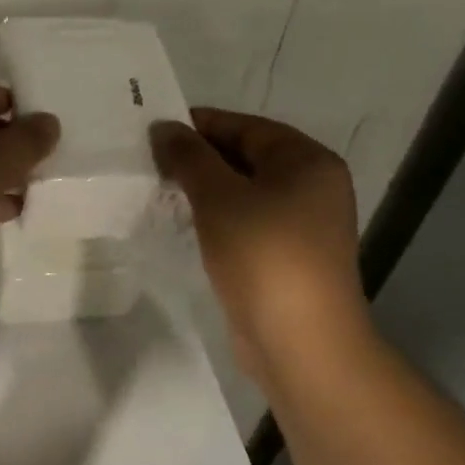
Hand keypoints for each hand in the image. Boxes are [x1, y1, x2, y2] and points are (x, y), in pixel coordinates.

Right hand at [151, 109, 366, 381]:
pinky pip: (246, 224)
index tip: (153, 132)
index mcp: (308, 161)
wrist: (299, 339)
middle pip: (247, 158)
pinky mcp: (286, 258)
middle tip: (151, 164)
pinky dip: (217, 220)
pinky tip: (185, 226)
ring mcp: (302, 226)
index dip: (199, 126)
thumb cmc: (263, 255)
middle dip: (199, 160)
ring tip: (160, 193)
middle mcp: (313, 186)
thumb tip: (164, 127)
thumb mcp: (219, 197)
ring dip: (205, 191)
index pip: (246, 127)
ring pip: (245, 194)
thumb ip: (190, 157)